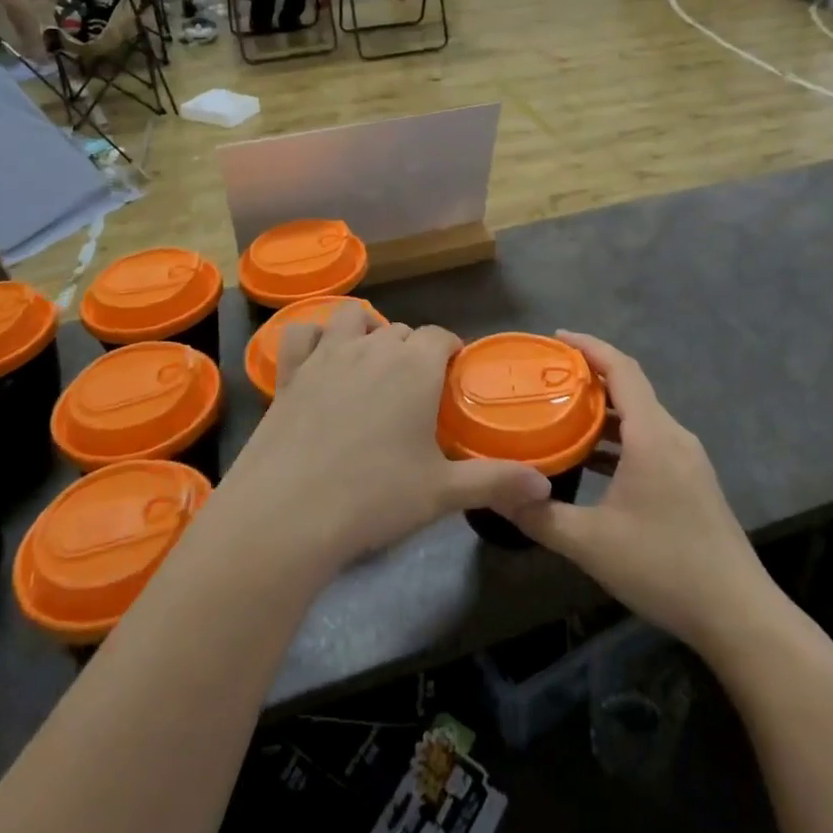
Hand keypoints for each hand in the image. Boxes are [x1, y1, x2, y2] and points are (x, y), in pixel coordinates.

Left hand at [216, 305, 550, 575]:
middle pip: (401, 330)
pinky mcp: (290, 371)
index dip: (450, 351)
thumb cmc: (374, 498)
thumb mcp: (442, 493)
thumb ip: (496, 482)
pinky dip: (313, 338)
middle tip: (416, 392)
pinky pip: (301, 333)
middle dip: (413, 351)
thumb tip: (545, 489)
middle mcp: (373, 348)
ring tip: (371, 364)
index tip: (452, 377)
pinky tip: (319, 361)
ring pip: (353, 318)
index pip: (441, 336)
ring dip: (366, 331)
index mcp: (415, 367)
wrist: (287, 514)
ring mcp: (327, 355)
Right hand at [513, 332, 773, 653]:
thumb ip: (540, 516)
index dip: (589, 347)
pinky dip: (620, 439)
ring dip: (603, 412)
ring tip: (561, 415)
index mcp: (653, 436)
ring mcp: (688, 460)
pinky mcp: (692, 482)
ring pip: (641, 418)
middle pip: (631, 389)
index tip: (555, 338)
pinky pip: (650, 441)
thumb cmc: (664, 567)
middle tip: (546, 379)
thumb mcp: (590, 544)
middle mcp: (674, 436)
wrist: (738, 615)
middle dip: (589, 378)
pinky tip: (593, 462)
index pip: (621, 369)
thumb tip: (495, 496)